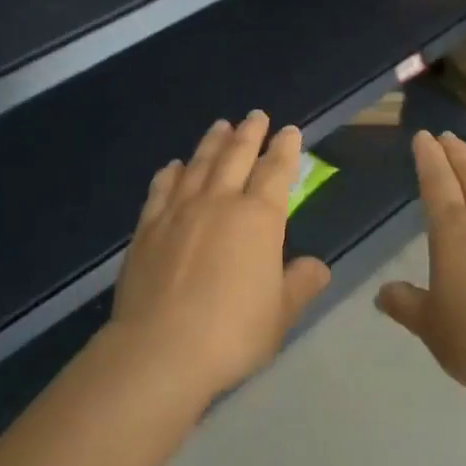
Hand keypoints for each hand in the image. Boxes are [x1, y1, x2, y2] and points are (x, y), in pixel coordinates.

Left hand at [108, 112, 331, 404]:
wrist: (160, 349)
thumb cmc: (231, 333)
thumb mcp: (280, 314)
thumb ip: (299, 284)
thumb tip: (317, 266)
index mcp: (258, 218)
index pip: (276, 171)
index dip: (285, 149)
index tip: (289, 131)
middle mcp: (219, 202)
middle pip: (236, 156)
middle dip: (250, 133)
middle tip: (256, 116)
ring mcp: (180, 210)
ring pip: (199, 164)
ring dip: (212, 142)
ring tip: (221, 126)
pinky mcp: (148, 227)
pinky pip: (162, 188)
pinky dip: (171, 173)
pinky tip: (174, 166)